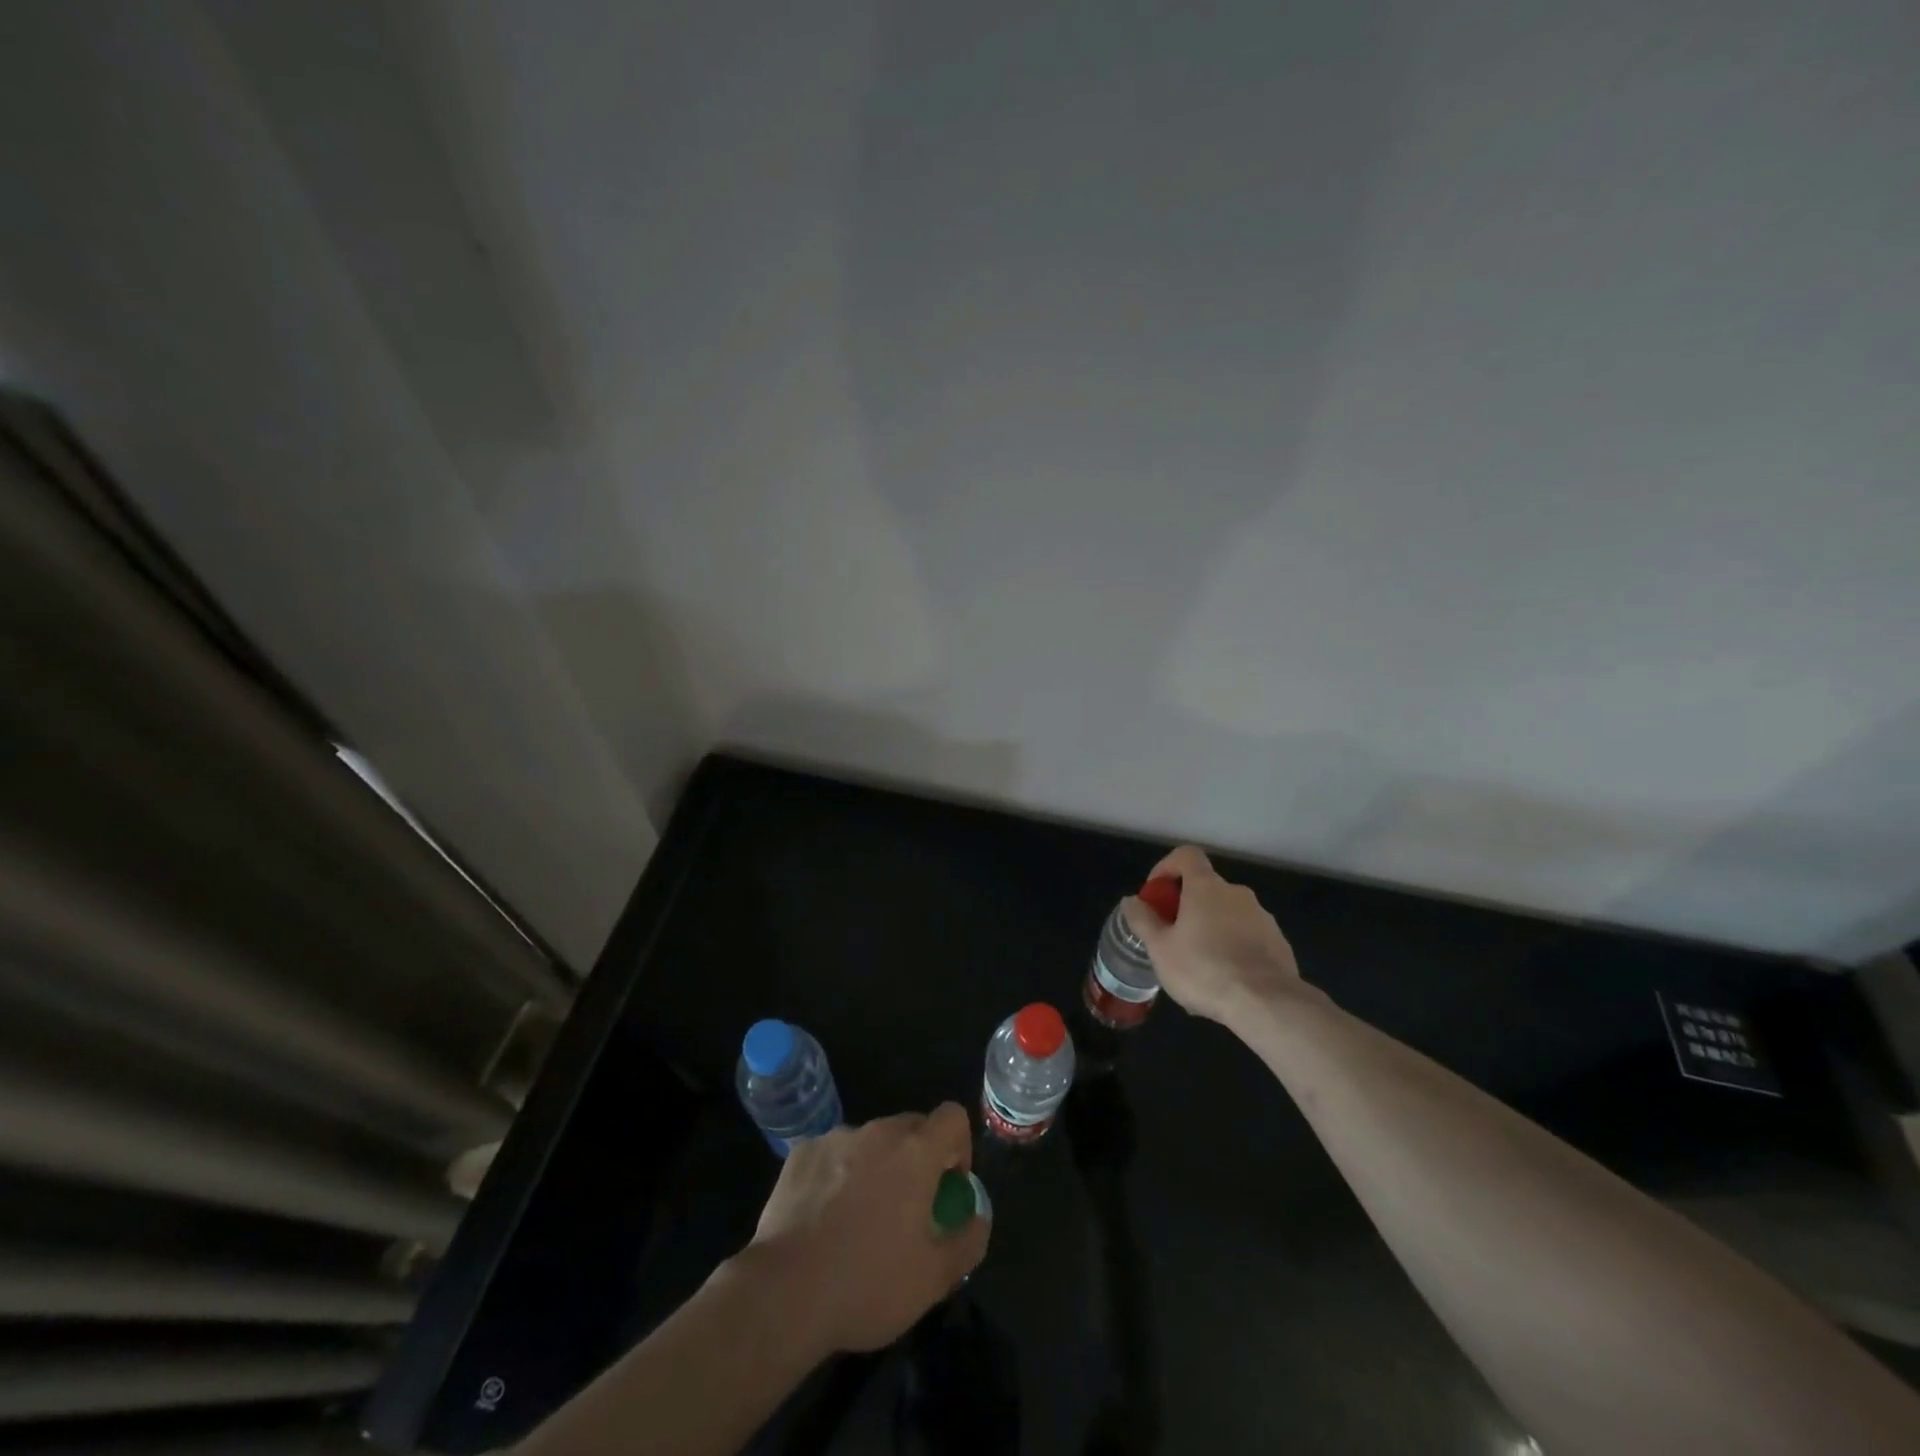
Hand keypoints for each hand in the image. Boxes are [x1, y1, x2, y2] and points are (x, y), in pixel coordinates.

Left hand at [746, 1103, 988, 1353]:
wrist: (784, 1293)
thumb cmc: (868, 1283)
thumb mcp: (935, 1278)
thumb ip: (968, 1239)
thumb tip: (978, 1215)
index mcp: (915, 1151)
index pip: (952, 1117)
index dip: (959, 1146)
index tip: (948, 1186)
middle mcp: (877, 1132)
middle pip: (911, 1127)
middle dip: (917, 1159)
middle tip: (907, 1210)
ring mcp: (835, 1138)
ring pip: (870, 1142)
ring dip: (876, 1168)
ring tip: (859, 1220)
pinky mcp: (801, 1153)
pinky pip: (833, 1155)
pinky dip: (838, 1176)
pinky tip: (823, 1219)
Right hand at [1121, 845, 1306, 1027]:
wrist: (1267, 1004)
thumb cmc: (1204, 969)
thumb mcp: (1160, 948)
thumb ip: (1143, 920)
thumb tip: (1131, 901)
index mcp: (1206, 887)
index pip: (1186, 855)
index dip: (1167, 867)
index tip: (1157, 893)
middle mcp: (1236, 893)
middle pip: (1205, 888)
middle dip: (1186, 908)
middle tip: (1172, 938)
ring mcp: (1262, 918)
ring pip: (1226, 915)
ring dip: (1210, 930)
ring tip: (1198, 968)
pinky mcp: (1278, 943)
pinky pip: (1247, 937)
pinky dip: (1232, 949)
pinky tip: (1224, 981)